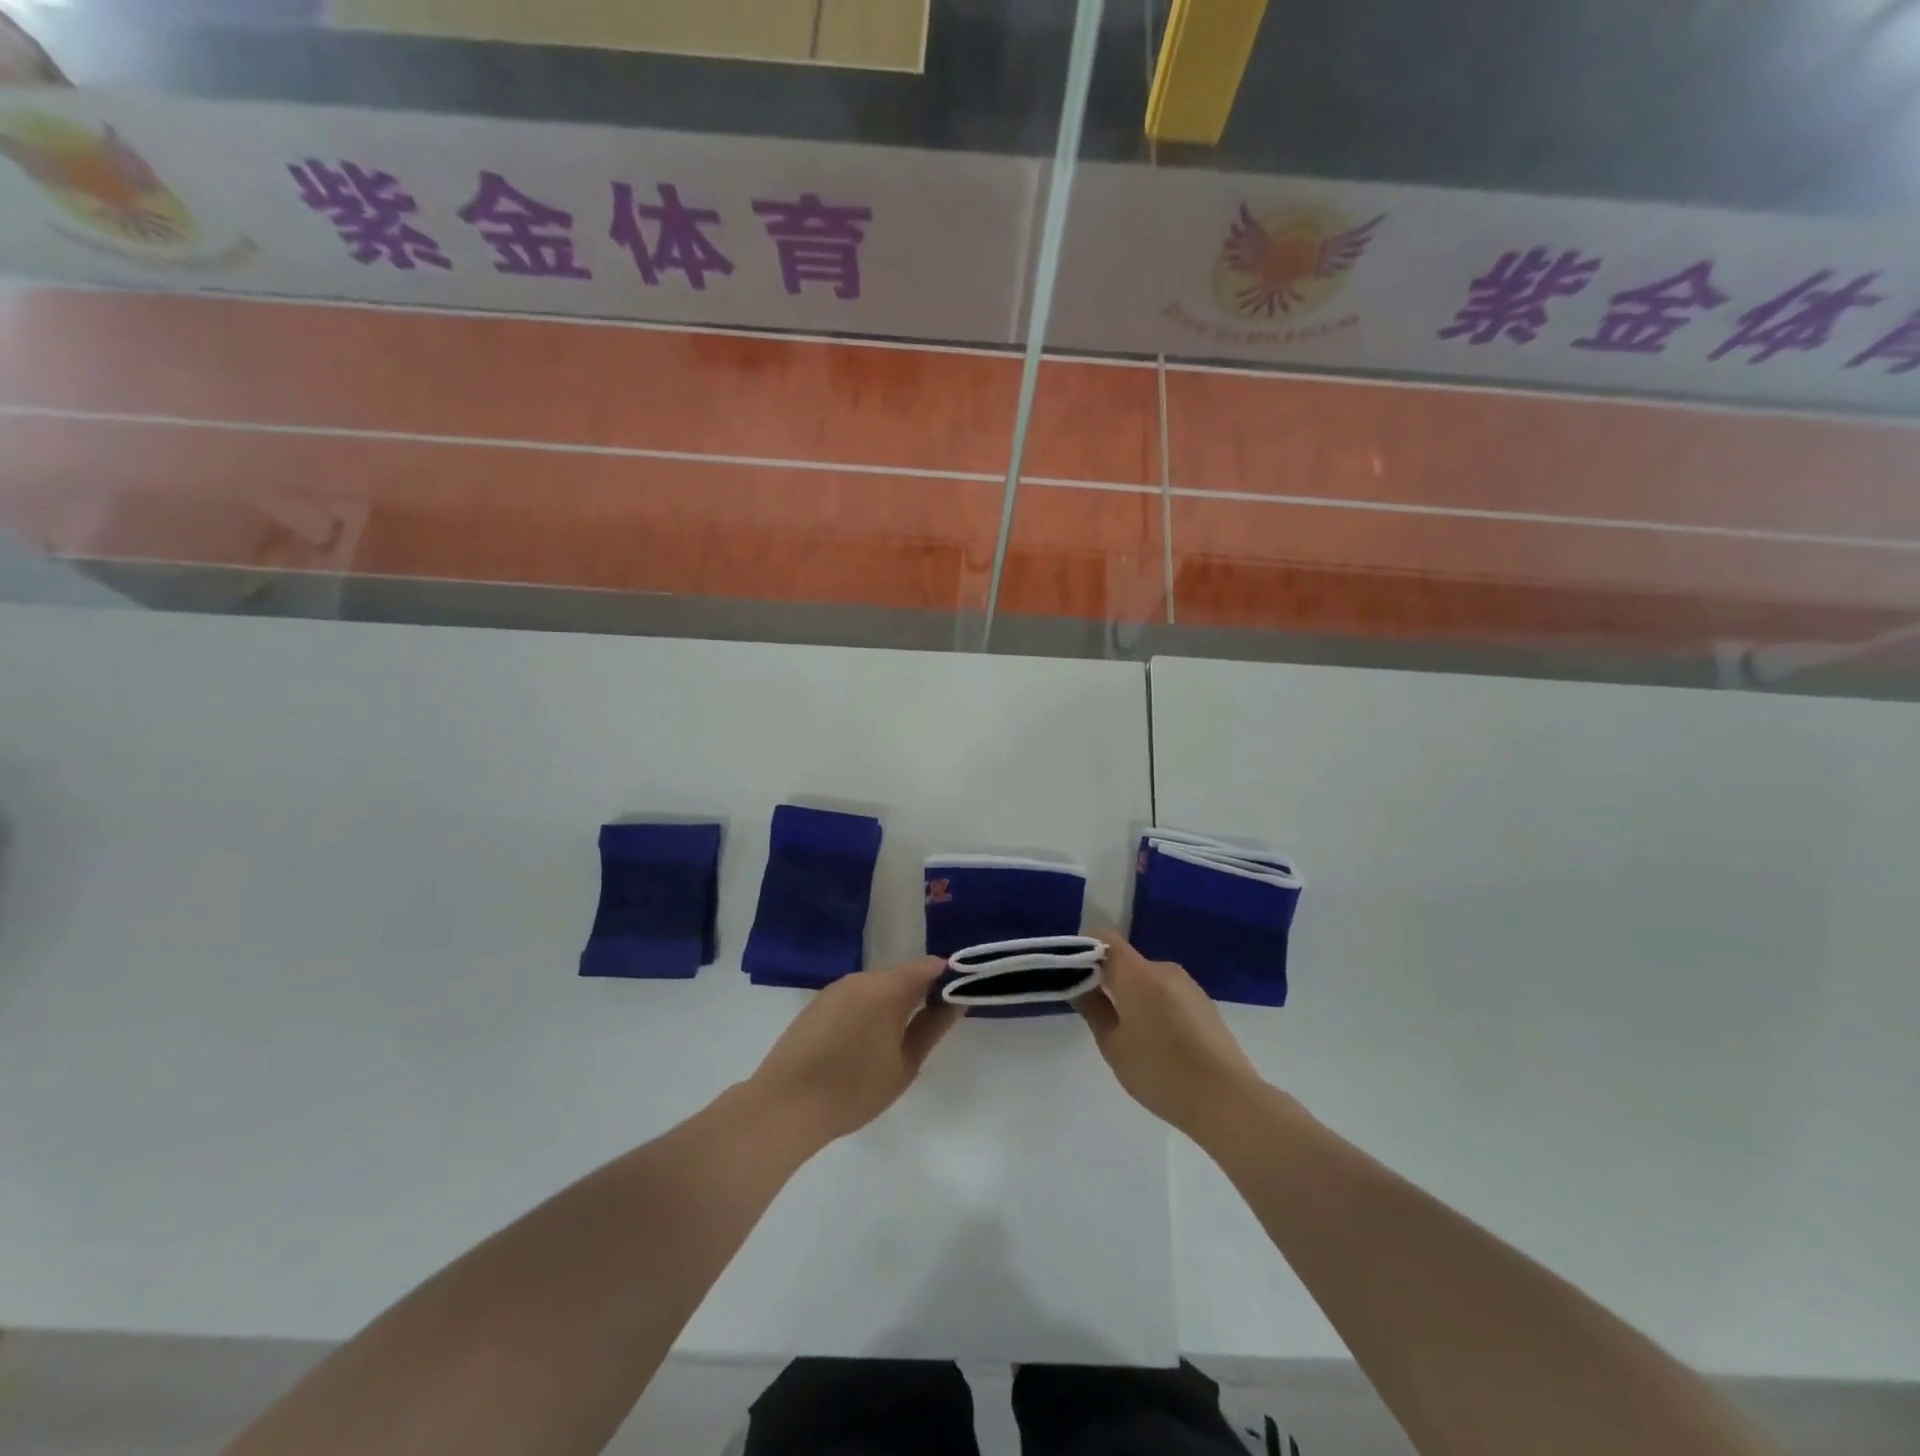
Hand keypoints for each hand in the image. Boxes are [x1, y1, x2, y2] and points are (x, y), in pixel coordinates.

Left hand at [746, 957, 958, 1144]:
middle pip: (901, 975)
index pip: (928, 966)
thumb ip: (933, 1027)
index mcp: (887, 988)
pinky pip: (854, 997)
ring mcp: (835, 989)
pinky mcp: (816, 1003)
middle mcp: (861, 978)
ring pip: (876, 986)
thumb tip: (956, 1000)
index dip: (947, 978)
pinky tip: (862, 1044)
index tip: (957, 999)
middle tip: (929, 1027)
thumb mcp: (905, 1064)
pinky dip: (867, 1010)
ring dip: (891, 1003)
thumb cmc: (853, 1090)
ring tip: (894, 1041)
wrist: (784, 1105)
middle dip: (919, 993)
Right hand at [1074, 933, 1263, 1139]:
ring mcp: (1189, 986)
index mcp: (1137, 973)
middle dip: (1108, 980)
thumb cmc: (1160, 1071)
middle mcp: (1164, 969)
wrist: (1228, 1100)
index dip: (1084, 949)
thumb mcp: (1113, 1045)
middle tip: (1099, 1016)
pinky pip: (1168, 994)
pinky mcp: (1205, 1004)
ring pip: (1148, 979)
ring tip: (1132, 1038)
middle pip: (1126, 961)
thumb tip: (1080, 984)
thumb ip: (1093, 1009)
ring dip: (1133, 996)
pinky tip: (1161, 1044)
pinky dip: (1155, 1007)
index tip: (1073, 976)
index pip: (1104, 938)